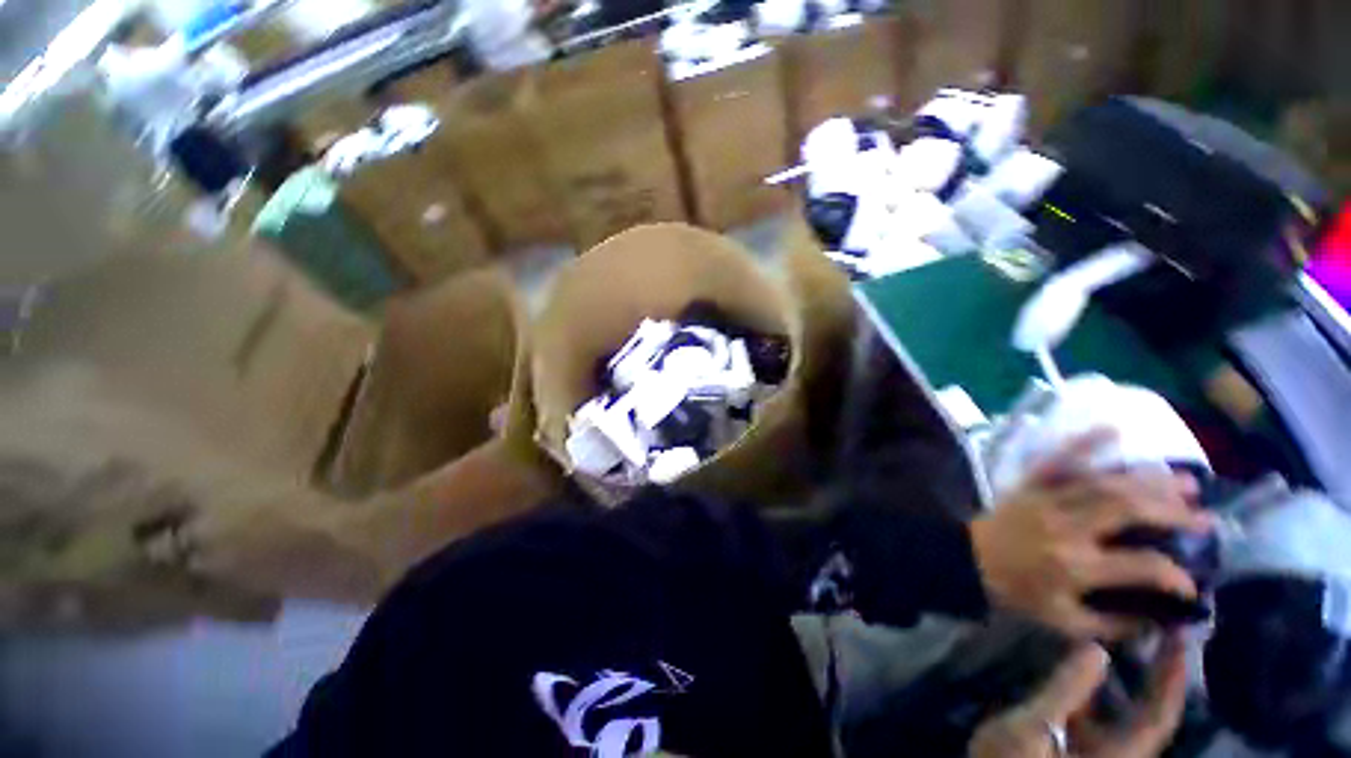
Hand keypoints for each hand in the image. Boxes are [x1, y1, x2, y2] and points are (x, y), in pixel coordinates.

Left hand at [970, 432, 1210, 638]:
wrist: (966, 558)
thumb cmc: (1016, 592)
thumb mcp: (1064, 622)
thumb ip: (1114, 624)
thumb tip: (1163, 618)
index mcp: (1076, 566)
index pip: (1142, 565)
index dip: (1175, 575)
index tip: (1193, 583)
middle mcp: (1066, 527)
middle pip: (1127, 509)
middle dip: (1172, 512)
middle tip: (1205, 517)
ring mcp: (1046, 500)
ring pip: (1103, 483)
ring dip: (1147, 480)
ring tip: (1185, 481)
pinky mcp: (1029, 485)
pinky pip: (1056, 460)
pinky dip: (1083, 443)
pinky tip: (1113, 429)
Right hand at [970, 636, 1188, 757]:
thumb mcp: (1031, 729)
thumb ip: (1065, 691)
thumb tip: (1096, 648)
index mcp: (1117, 755)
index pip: (1159, 715)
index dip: (1172, 676)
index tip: (1177, 634)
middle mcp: (1114, 753)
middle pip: (1145, 710)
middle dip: (1151, 670)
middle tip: (1148, 625)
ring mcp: (1093, 749)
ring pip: (1118, 708)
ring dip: (1120, 674)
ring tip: (1113, 634)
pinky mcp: (1072, 743)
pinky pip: (1094, 709)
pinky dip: (1092, 683)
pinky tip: (1076, 660)